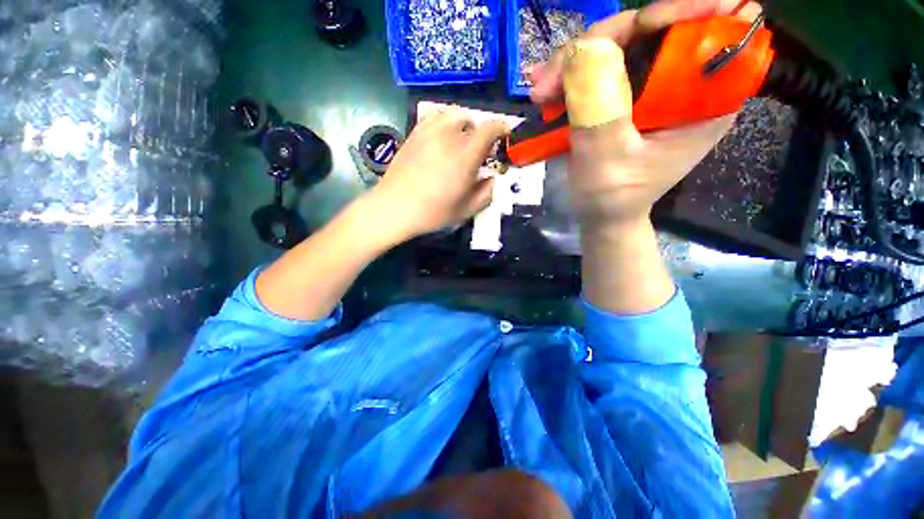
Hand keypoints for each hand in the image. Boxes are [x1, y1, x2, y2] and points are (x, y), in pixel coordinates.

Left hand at [365, 108, 509, 243]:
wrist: (395, 207)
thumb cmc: (433, 212)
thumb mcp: (467, 210)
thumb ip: (486, 193)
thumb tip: (493, 179)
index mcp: (466, 155)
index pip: (490, 128)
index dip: (502, 128)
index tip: (504, 135)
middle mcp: (449, 136)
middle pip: (472, 120)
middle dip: (481, 132)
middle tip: (479, 149)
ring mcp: (429, 131)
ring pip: (453, 113)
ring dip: (463, 124)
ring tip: (460, 141)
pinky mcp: (414, 133)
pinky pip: (434, 116)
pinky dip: (444, 122)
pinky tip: (441, 138)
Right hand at [529, 0, 761, 230]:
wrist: (601, 214)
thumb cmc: (610, 198)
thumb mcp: (605, 161)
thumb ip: (601, 109)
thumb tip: (588, 48)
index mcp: (707, 100)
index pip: (722, 24)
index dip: (681, 13)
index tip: (635, 32)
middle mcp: (687, 83)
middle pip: (658, 26)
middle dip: (604, 41)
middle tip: (554, 74)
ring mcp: (654, 85)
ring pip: (622, 42)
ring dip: (576, 60)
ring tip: (540, 91)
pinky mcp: (628, 92)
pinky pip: (603, 64)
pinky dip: (572, 73)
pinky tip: (547, 90)